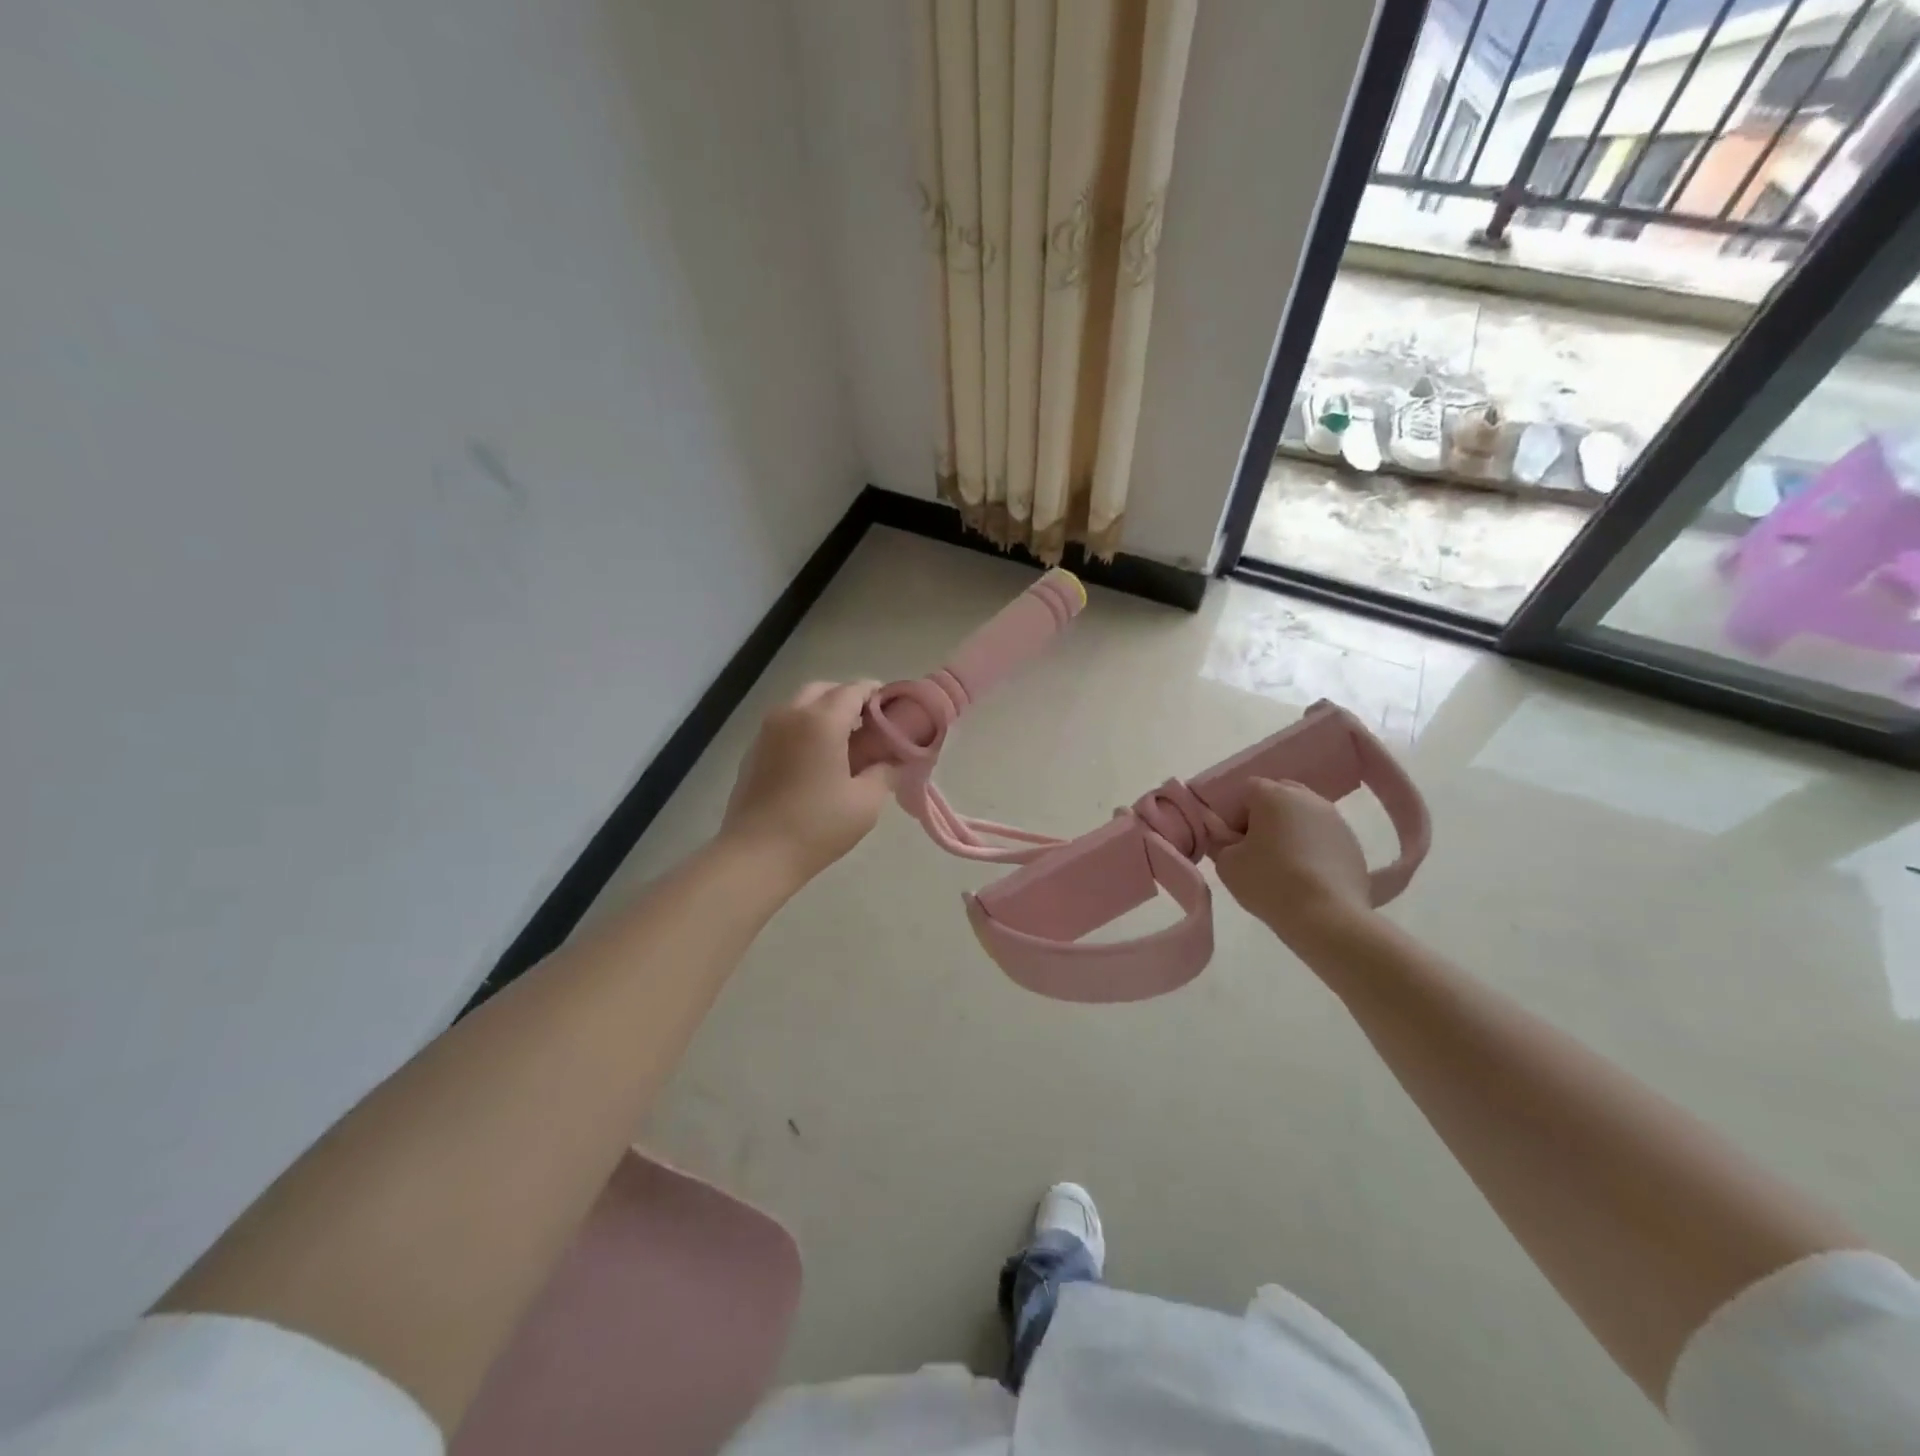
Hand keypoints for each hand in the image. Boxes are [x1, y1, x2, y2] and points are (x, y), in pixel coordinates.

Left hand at [718, 681, 894, 889]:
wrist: (756, 855)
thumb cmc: (817, 826)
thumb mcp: (866, 802)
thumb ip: (885, 772)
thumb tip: (894, 760)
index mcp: (821, 721)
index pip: (854, 690)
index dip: (877, 695)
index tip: (894, 712)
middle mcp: (791, 715)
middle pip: (824, 690)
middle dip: (849, 700)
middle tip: (869, 726)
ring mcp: (766, 731)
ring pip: (801, 705)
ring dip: (825, 713)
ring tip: (845, 744)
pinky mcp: (754, 751)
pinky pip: (785, 725)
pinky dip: (805, 729)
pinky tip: (817, 761)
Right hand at [1215, 779, 1373, 945]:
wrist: (1327, 917)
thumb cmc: (1269, 882)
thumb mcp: (1227, 864)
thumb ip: (1220, 842)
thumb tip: (1225, 837)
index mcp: (1274, 794)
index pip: (1246, 790)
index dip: (1234, 814)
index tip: (1232, 842)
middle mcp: (1308, 798)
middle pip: (1279, 795)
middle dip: (1264, 817)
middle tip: (1256, 849)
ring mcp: (1336, 820)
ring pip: (1304, 816)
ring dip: (1291, 831)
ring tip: (1284, 864)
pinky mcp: (1353, 844)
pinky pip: (1324, 837)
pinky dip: (1312, 848)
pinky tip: (1307, 876)